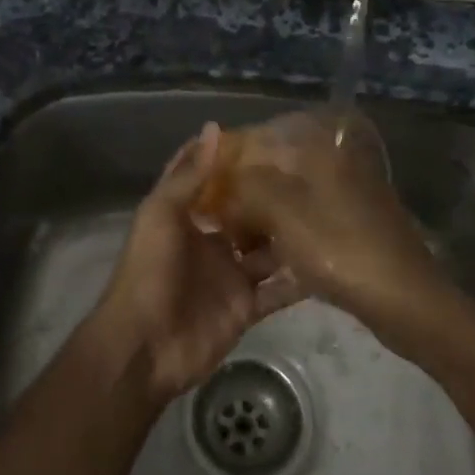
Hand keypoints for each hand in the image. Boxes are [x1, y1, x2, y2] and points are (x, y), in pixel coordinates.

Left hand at [90, 124, 300, 402]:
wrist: (145, 347)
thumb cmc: (148, 271)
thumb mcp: (162, 214)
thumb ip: (189, 176)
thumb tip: (214, 128)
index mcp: (184, 217)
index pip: (208, 181)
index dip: (228, 159)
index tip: (262, 135)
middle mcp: (209, 242)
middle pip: (243, 214)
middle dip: (269, 196)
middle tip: (310, 172)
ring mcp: (230, 276)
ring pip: (267, 250)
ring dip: (289, 235)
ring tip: (327, 209)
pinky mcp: (246, 307)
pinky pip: (278, 290)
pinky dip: (299, 280)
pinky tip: (329, 259)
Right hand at [215, 111, 449, 349]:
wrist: (406, 301)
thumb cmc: (339, 248)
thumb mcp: (282, 212)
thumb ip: (244, 189)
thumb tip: (221, 188)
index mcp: (321, 150)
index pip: (262, 139)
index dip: (229, 160)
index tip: (203, 184)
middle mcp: (334, 166)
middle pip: (274, 173)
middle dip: (242, 196)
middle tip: (215, 222)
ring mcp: (345, 200)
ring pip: (288, 204)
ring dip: (260, 224)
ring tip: (233, 249)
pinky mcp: (351, 232)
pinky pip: (305, 229)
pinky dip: (283, 243)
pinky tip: (262, 267)